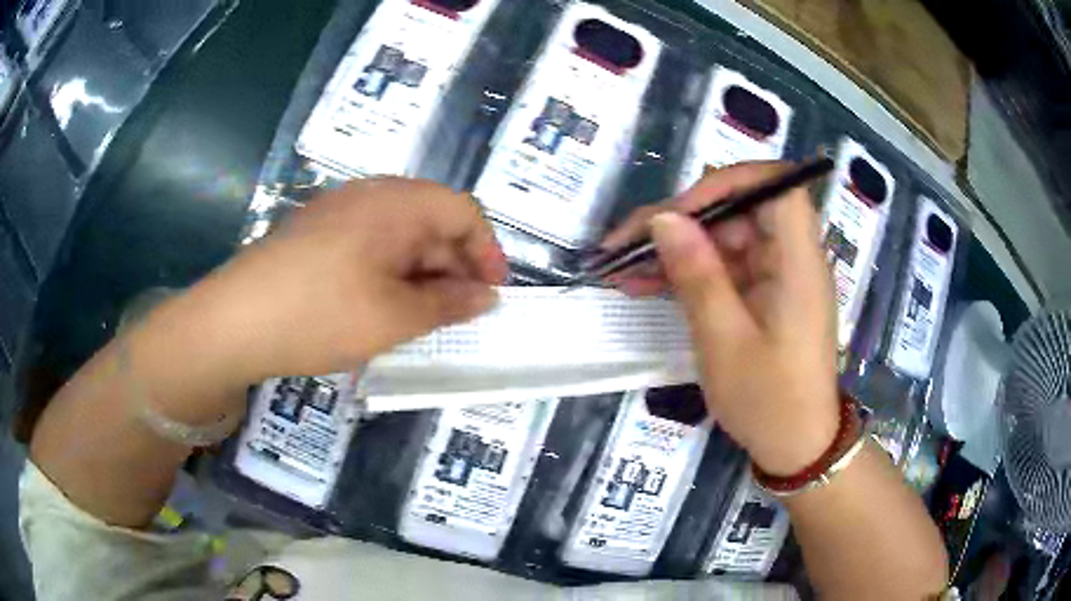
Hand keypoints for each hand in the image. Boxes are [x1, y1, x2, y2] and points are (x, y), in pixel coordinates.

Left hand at [153, 178, 507, 384]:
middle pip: (431, 220)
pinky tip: (380, 307)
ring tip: (421, 317)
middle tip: (458, 314)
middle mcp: (370, 195)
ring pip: (399, 235)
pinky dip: (388, 273)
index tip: (492, 294)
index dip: (487, 251)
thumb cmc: (321, 313)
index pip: (463, 211)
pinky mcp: (316, 233)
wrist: (234, 321)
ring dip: (420, 273)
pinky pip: (369, 244)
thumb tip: (486, 297)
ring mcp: (338, 212)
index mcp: (397, 203)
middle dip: (453, 266)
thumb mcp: (395, 317)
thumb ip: (449, 304)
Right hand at [602, 163, 838, 474]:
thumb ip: (697, 274)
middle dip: (682, 221)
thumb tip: (664, 218)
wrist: (795, 446)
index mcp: (797, 262)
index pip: (776, 186)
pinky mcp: (763, 295)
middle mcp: (791, 258)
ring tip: (623, 268)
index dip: (729, 182)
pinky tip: (646, 284)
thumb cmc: (768, 400)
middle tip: (628, 244)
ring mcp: (776, 276)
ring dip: (676, 249)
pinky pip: (724, 268)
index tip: (681, 209)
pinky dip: (688, 273)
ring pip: (724, 239)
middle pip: (738, 211)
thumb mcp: (724, 340)